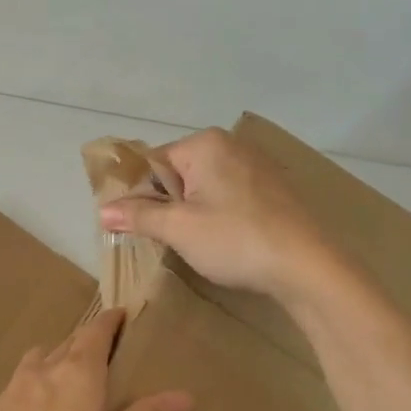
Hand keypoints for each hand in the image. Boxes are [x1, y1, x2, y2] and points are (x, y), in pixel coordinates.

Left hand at [0, 308, 191, 410]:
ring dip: (58, 356)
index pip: (96, 332)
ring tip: (71, 372)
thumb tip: (185, 394)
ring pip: (40, 359)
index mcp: (76, 374)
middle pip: (68, 341)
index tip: (122, 313)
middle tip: (107, 346)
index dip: (111, 321)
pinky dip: (37, 381)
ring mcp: (12, 389)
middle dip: (87, 338)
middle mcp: (43, 371)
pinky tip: (38, 406)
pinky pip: (21, 382)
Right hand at [98, 127, 331, 303]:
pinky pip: (230, 197)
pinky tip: (225, 241)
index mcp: (205, 144)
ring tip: (194, 243)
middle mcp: (231, 145)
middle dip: (167, 204)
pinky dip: (219, 216)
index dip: (139, 195)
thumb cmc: (236, 239)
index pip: (153, 163)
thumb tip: (102, 210)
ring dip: (192, 213)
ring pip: (204, 187)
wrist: (308, 266)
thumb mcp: (178, 228)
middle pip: (178, 173)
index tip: (136, 226)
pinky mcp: (274, 190)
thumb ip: (138, 215)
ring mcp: (257, 166)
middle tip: (166, 238)